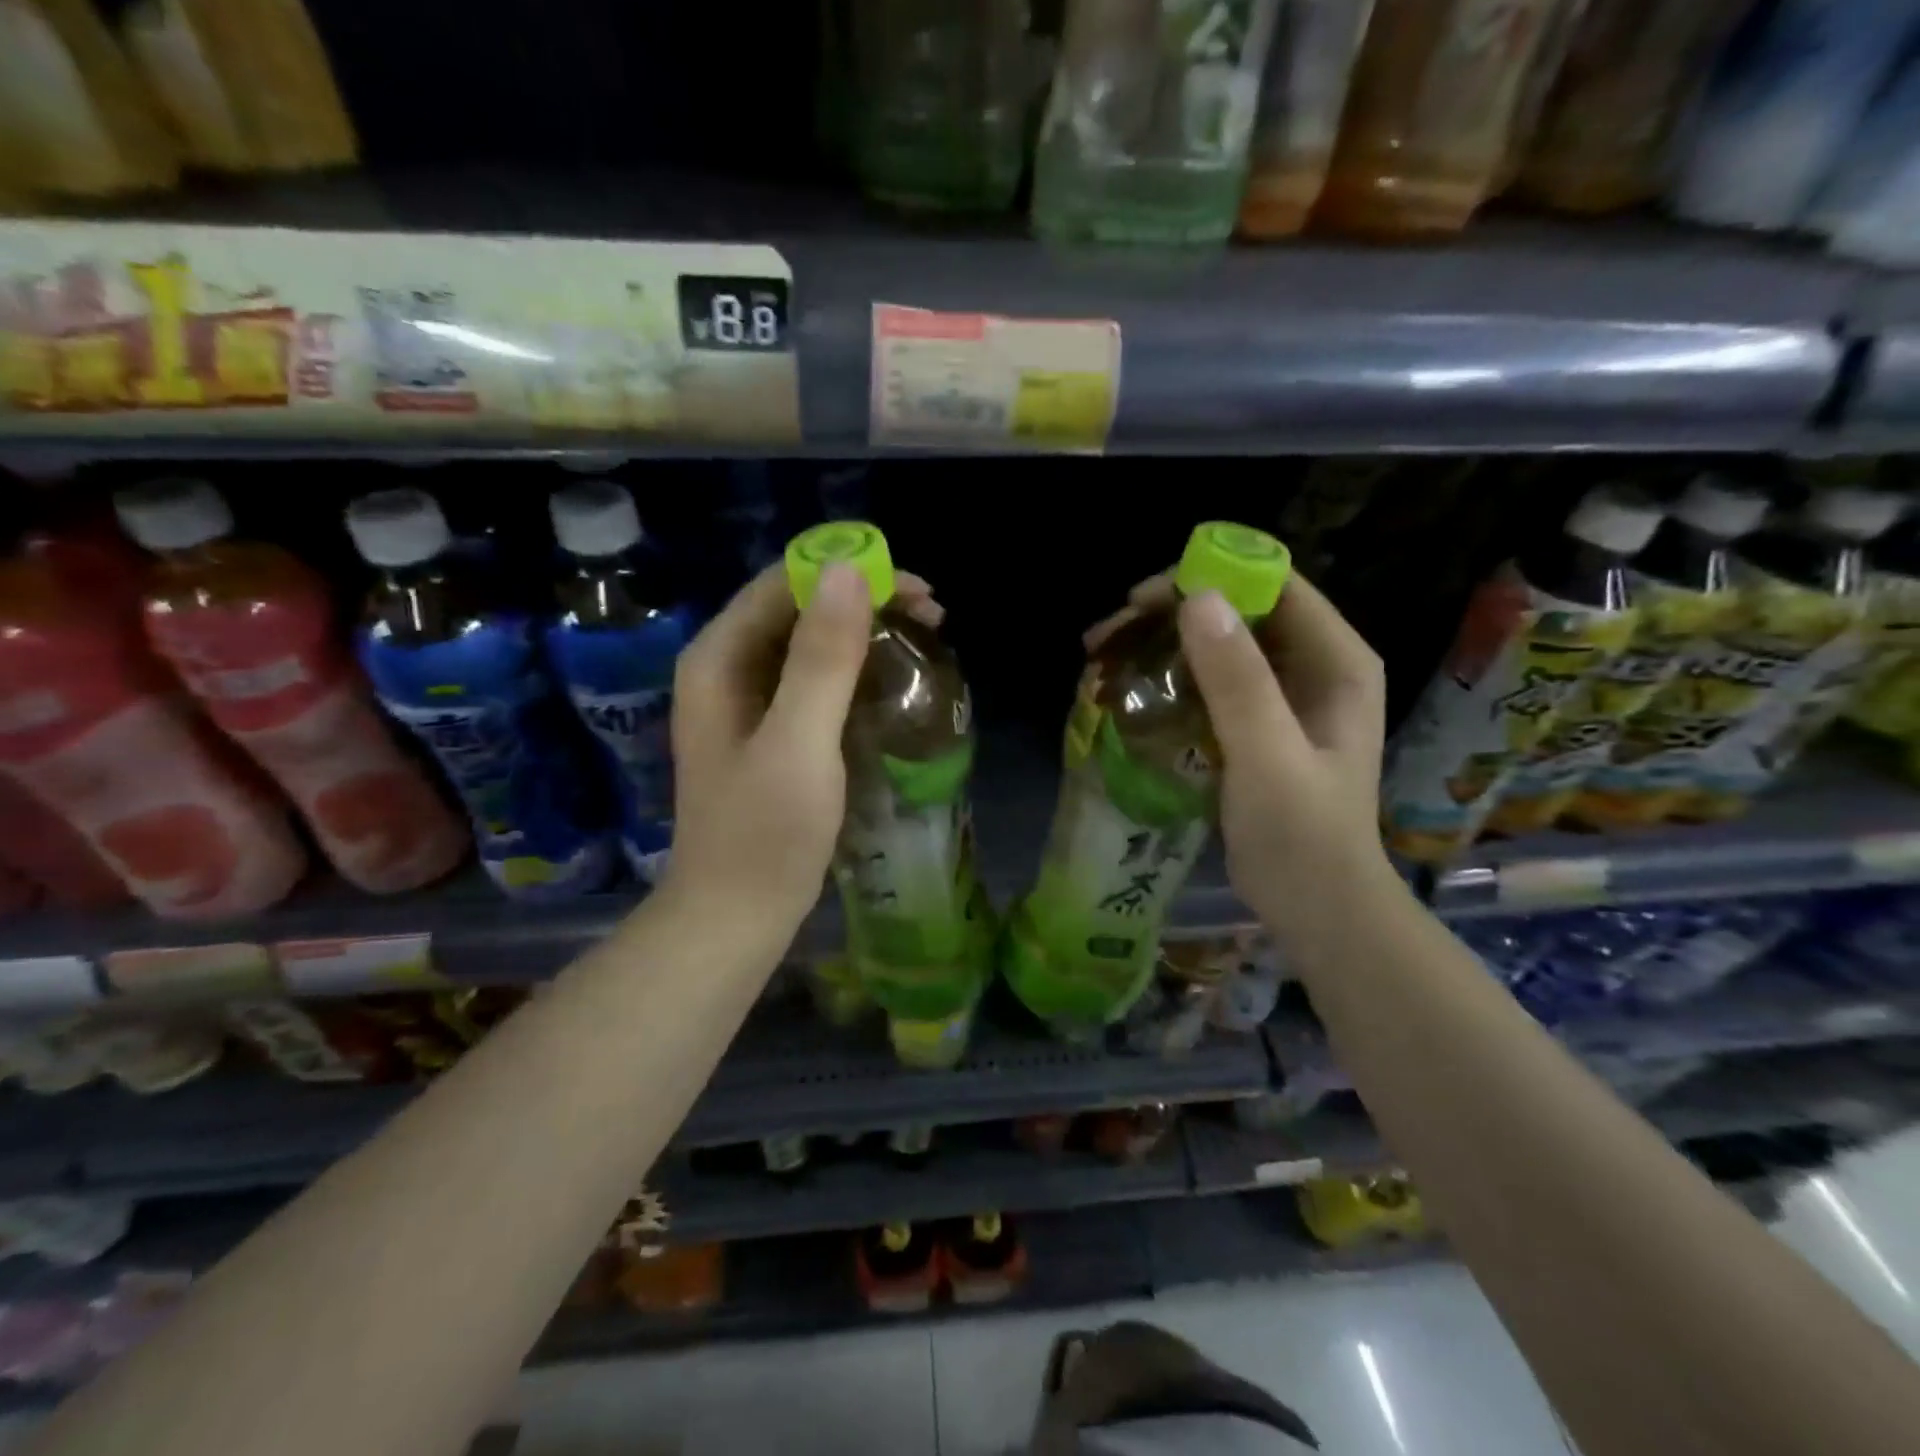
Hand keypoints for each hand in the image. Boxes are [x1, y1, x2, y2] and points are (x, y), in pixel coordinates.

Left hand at [664, 560, 941, 939]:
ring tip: (924, 643)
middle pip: (798, 607)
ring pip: (810, 642)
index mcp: (719, 658)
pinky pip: (815, 679)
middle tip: (933, 619)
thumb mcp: (799, 743)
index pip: (785, 583)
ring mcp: (747, 702)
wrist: (735, 915)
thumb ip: (822, 657)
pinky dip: (856, 671)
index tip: (916, 593)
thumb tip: (847, 569)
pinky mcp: (770, 731)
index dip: (851, 573)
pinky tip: (892, 682)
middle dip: (865, 602)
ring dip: (866, 634)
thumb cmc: (765, 834)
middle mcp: (727, 668)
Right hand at [1090, 572, 1395, 939]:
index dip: (1208, 577)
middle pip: (1238, 611)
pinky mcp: (1258, 724)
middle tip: (1107, 635)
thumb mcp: (1267, 755)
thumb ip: (1237, 680)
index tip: (1142, 600)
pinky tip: (1132, 692)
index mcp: (1335, 660)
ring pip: (1218, 645)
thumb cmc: (1301, 835)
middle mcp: (1313, 665)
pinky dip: (1170, 679)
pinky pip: (1211, 682)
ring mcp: (1285, 696)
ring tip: (1104, 659)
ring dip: (1162, 646)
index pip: (1272, 585)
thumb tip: (1197, 599)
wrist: (1317, 907)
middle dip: (1170, 614)